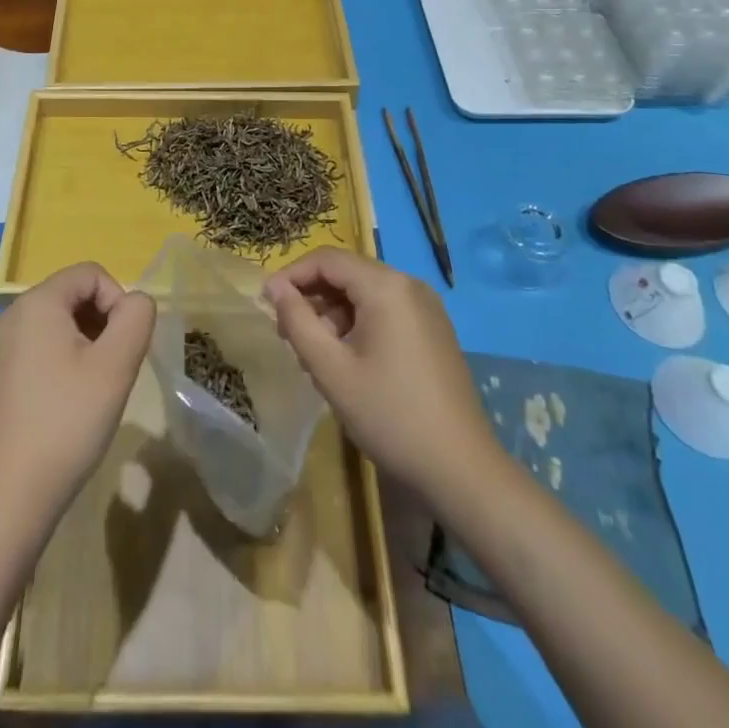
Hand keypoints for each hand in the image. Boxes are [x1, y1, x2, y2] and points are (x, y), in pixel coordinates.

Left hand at [0, 262, 155, 523]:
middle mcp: (8, 316)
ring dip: (82, 344)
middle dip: (100, 323)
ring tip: (91, 390)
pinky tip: (64, 405)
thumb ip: (136, 317)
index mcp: (35, 303)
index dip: (118, 300)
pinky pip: (34, 349)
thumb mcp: (116, 366)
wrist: (7, 499)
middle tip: (112, 370)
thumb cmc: (66, 423)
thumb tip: (135, 302)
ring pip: (53, 324)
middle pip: (70, 296)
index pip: (91, 274)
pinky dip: (58, 363)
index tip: (125, 347)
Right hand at [264, 250, 497, 508]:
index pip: (327, 259)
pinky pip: (385, 310)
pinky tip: (347, 360)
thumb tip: (274, 288)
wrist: (462, 470)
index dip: (292, 276)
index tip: (266, 304)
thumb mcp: (332, 371)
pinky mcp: (433, 329)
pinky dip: (358, 323)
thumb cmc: (390, 416)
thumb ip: (298, 322)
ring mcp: (426, 307)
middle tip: (287, 335)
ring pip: (365, 293)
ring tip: (314, 354)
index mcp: (386, 286)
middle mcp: (409, 284)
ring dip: (333, 313)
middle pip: (347, 273)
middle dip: (312, 297)